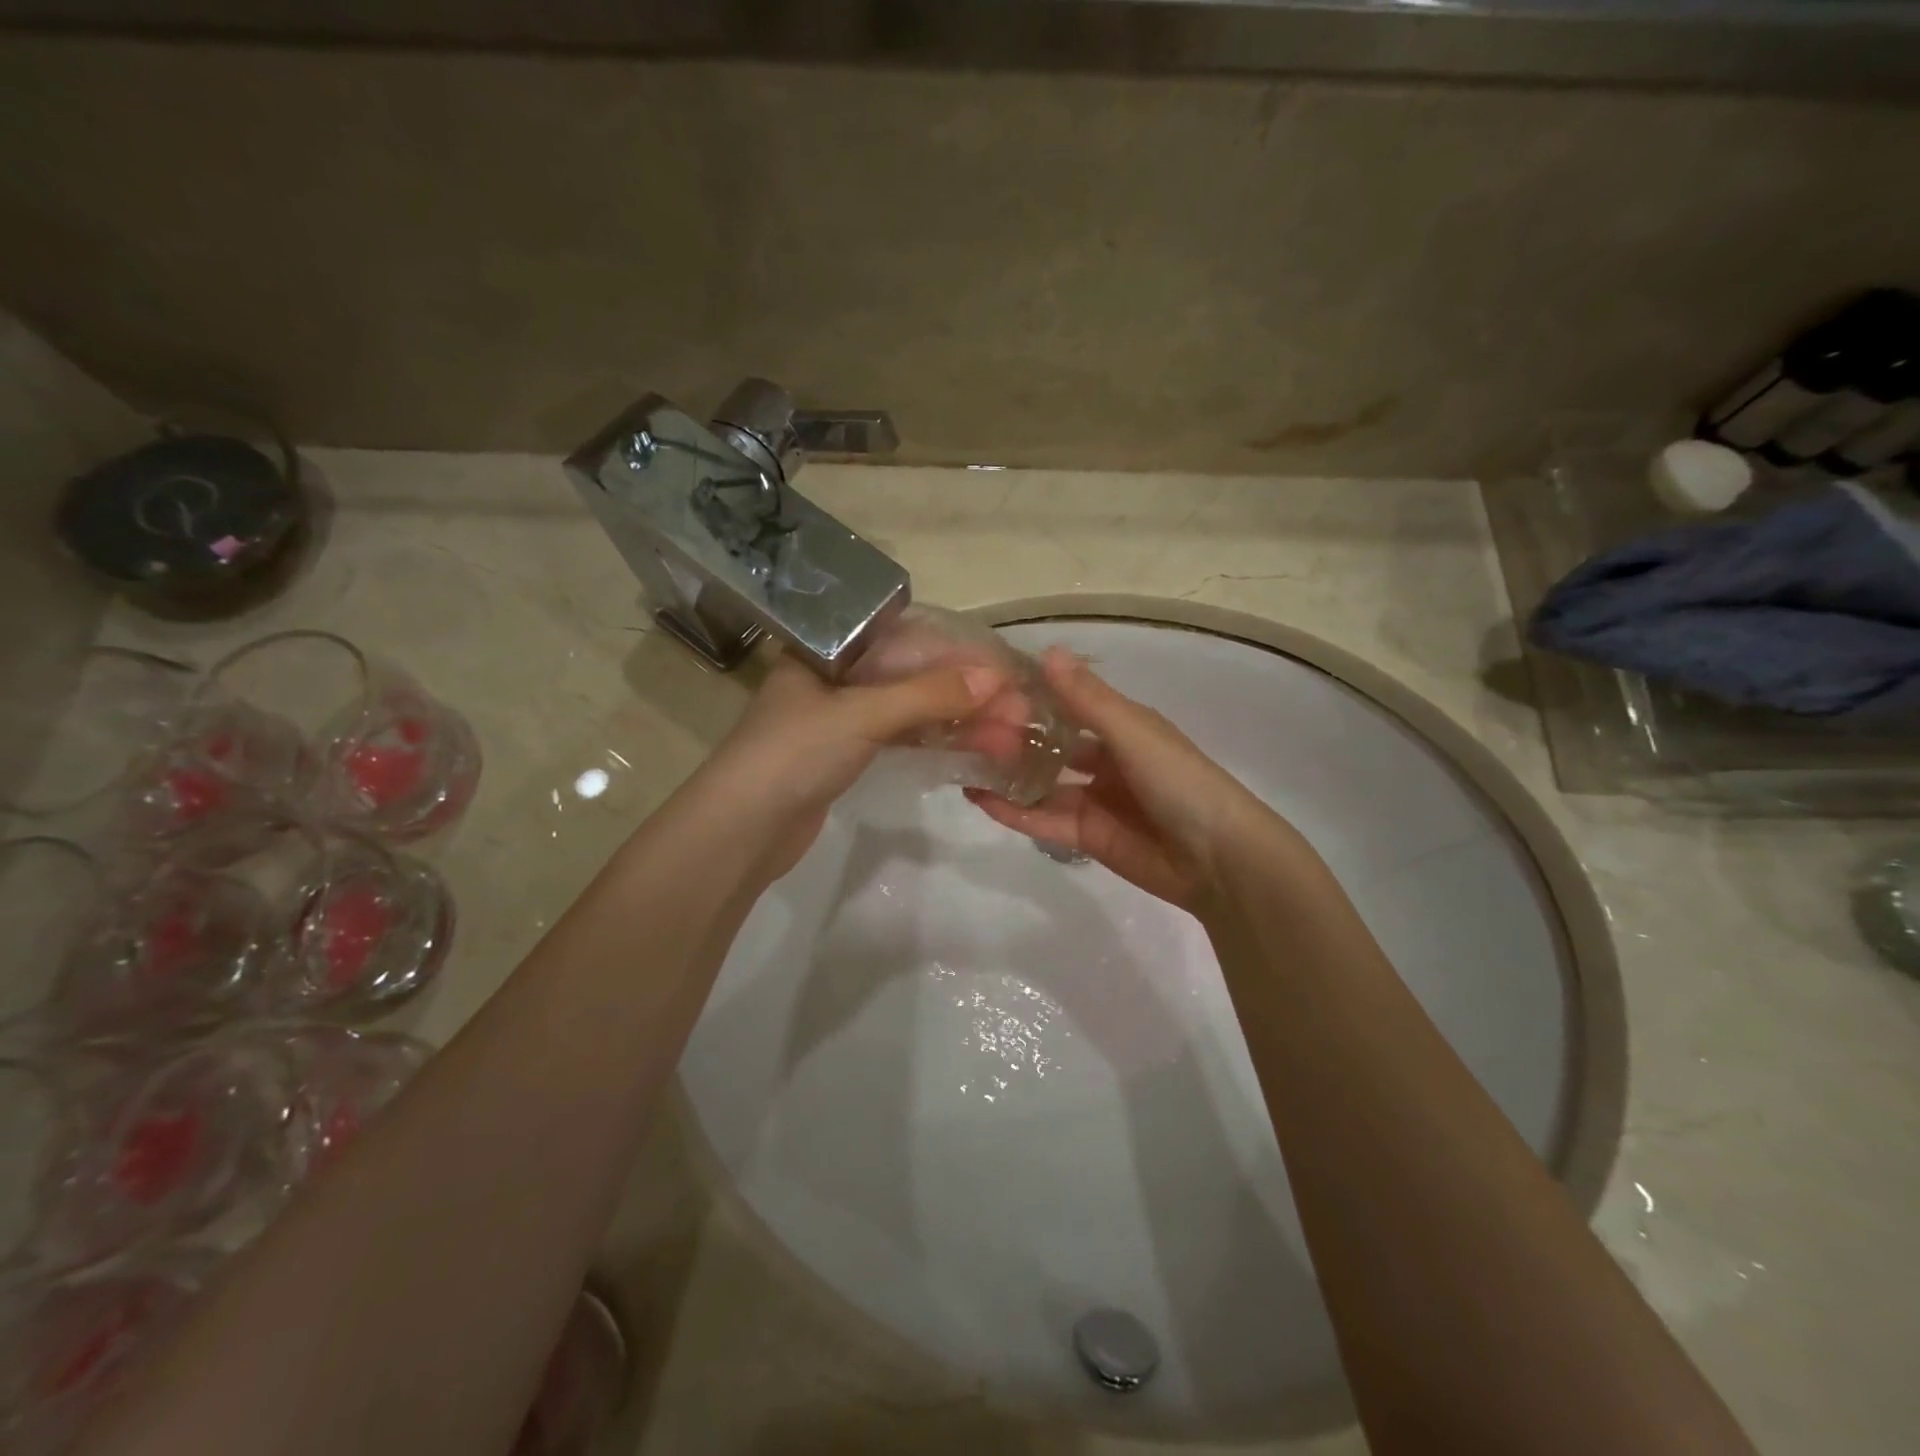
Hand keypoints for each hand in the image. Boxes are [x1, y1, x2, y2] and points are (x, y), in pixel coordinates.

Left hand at [699, 651, 1002, 879]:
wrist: (741, 831)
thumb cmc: (793, 755)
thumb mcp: (861, 715)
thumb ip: (927, 696)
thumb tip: (995, 680)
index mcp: (828, 650)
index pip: (907, 639)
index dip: (959, 655)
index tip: (1006, 673)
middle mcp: (836, 676)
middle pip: (913, 675)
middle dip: (966, 693)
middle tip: (1018, 713)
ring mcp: (841, 718)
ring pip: (910, 709)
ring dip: (957, 720)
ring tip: (1007, 734)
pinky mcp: (846, 755)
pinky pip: (900, 737)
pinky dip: (934, 740)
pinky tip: (972, 747)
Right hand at [966, 648, 1284, 914]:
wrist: (1218, 859)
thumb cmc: (1180, 781)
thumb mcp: (1133, 733)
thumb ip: (1087, 699)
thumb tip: (1048, 651)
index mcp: (1121, 726)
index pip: (1067, 703)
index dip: (1030, 695)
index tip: (985, 687)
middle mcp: (1104, 758)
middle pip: (1050, 744)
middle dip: (1012, 738)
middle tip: (963, 731)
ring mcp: (1093, 799)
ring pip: (1041, 783)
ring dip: (1007, 775)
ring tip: (961, 765)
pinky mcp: (1085, 836)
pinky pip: (1043, 819)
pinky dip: (1013, 810)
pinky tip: (979, 799)